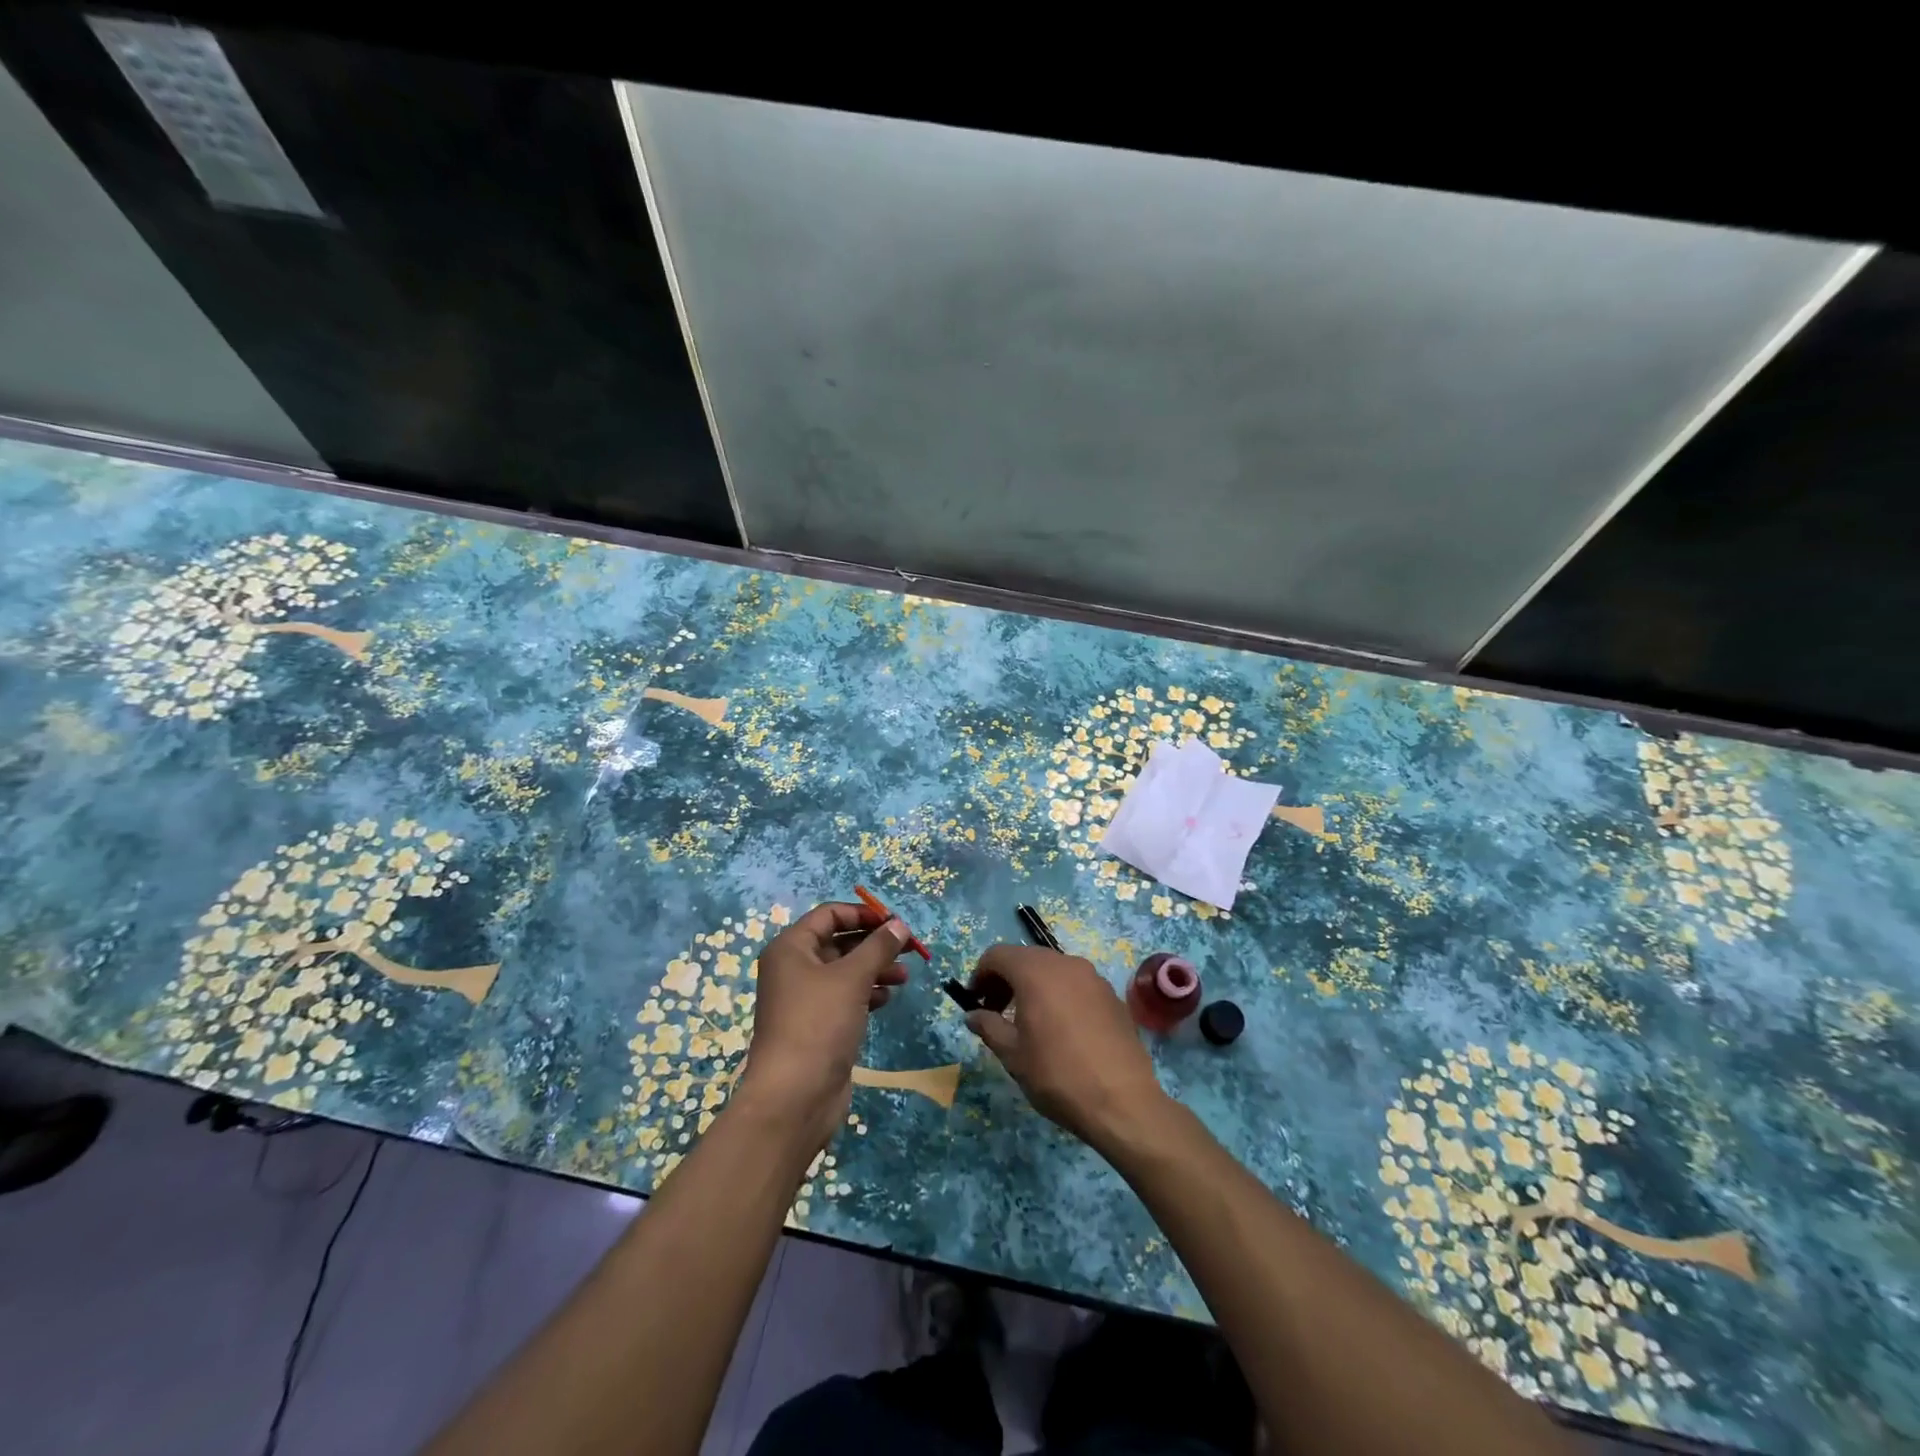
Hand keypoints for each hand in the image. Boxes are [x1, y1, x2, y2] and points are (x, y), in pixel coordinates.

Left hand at [734, 902, 909, 1147]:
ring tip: (905, 976)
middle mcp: (793, 969)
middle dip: (874, 944)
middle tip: (908, 949)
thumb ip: (878, 947)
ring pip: (845, 972)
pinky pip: (845, 998)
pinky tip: (887, 998)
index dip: (863, 913)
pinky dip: (866, 993)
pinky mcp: (817, 1026)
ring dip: (875, 969)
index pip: (829, 915)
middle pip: (839, 942)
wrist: (794, 1096)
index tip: (895, 922)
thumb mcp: (852, 977)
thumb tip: (899, 924)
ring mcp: (804, 999)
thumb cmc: (818, 1024)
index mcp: (791, 948)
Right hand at [963, 945, 1170, 1153]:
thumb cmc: (1057, 1075)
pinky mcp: (1112, 995)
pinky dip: (1059, 994)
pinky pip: (1076, 984)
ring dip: (1033, 985)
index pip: (997, 955)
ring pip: (1053, 969)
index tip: (975, 1000)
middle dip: (1006, 979)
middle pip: (1026, 958)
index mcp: (1035, 972)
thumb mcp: (1013, 1054)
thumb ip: (989, 1027)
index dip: (980, 974)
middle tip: (996, 1011)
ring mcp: (1093, 977)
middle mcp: (1065, 963)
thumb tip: (973, 1015)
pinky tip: (1061, 1028)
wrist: (1122, 1101)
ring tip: (1028, 1020)